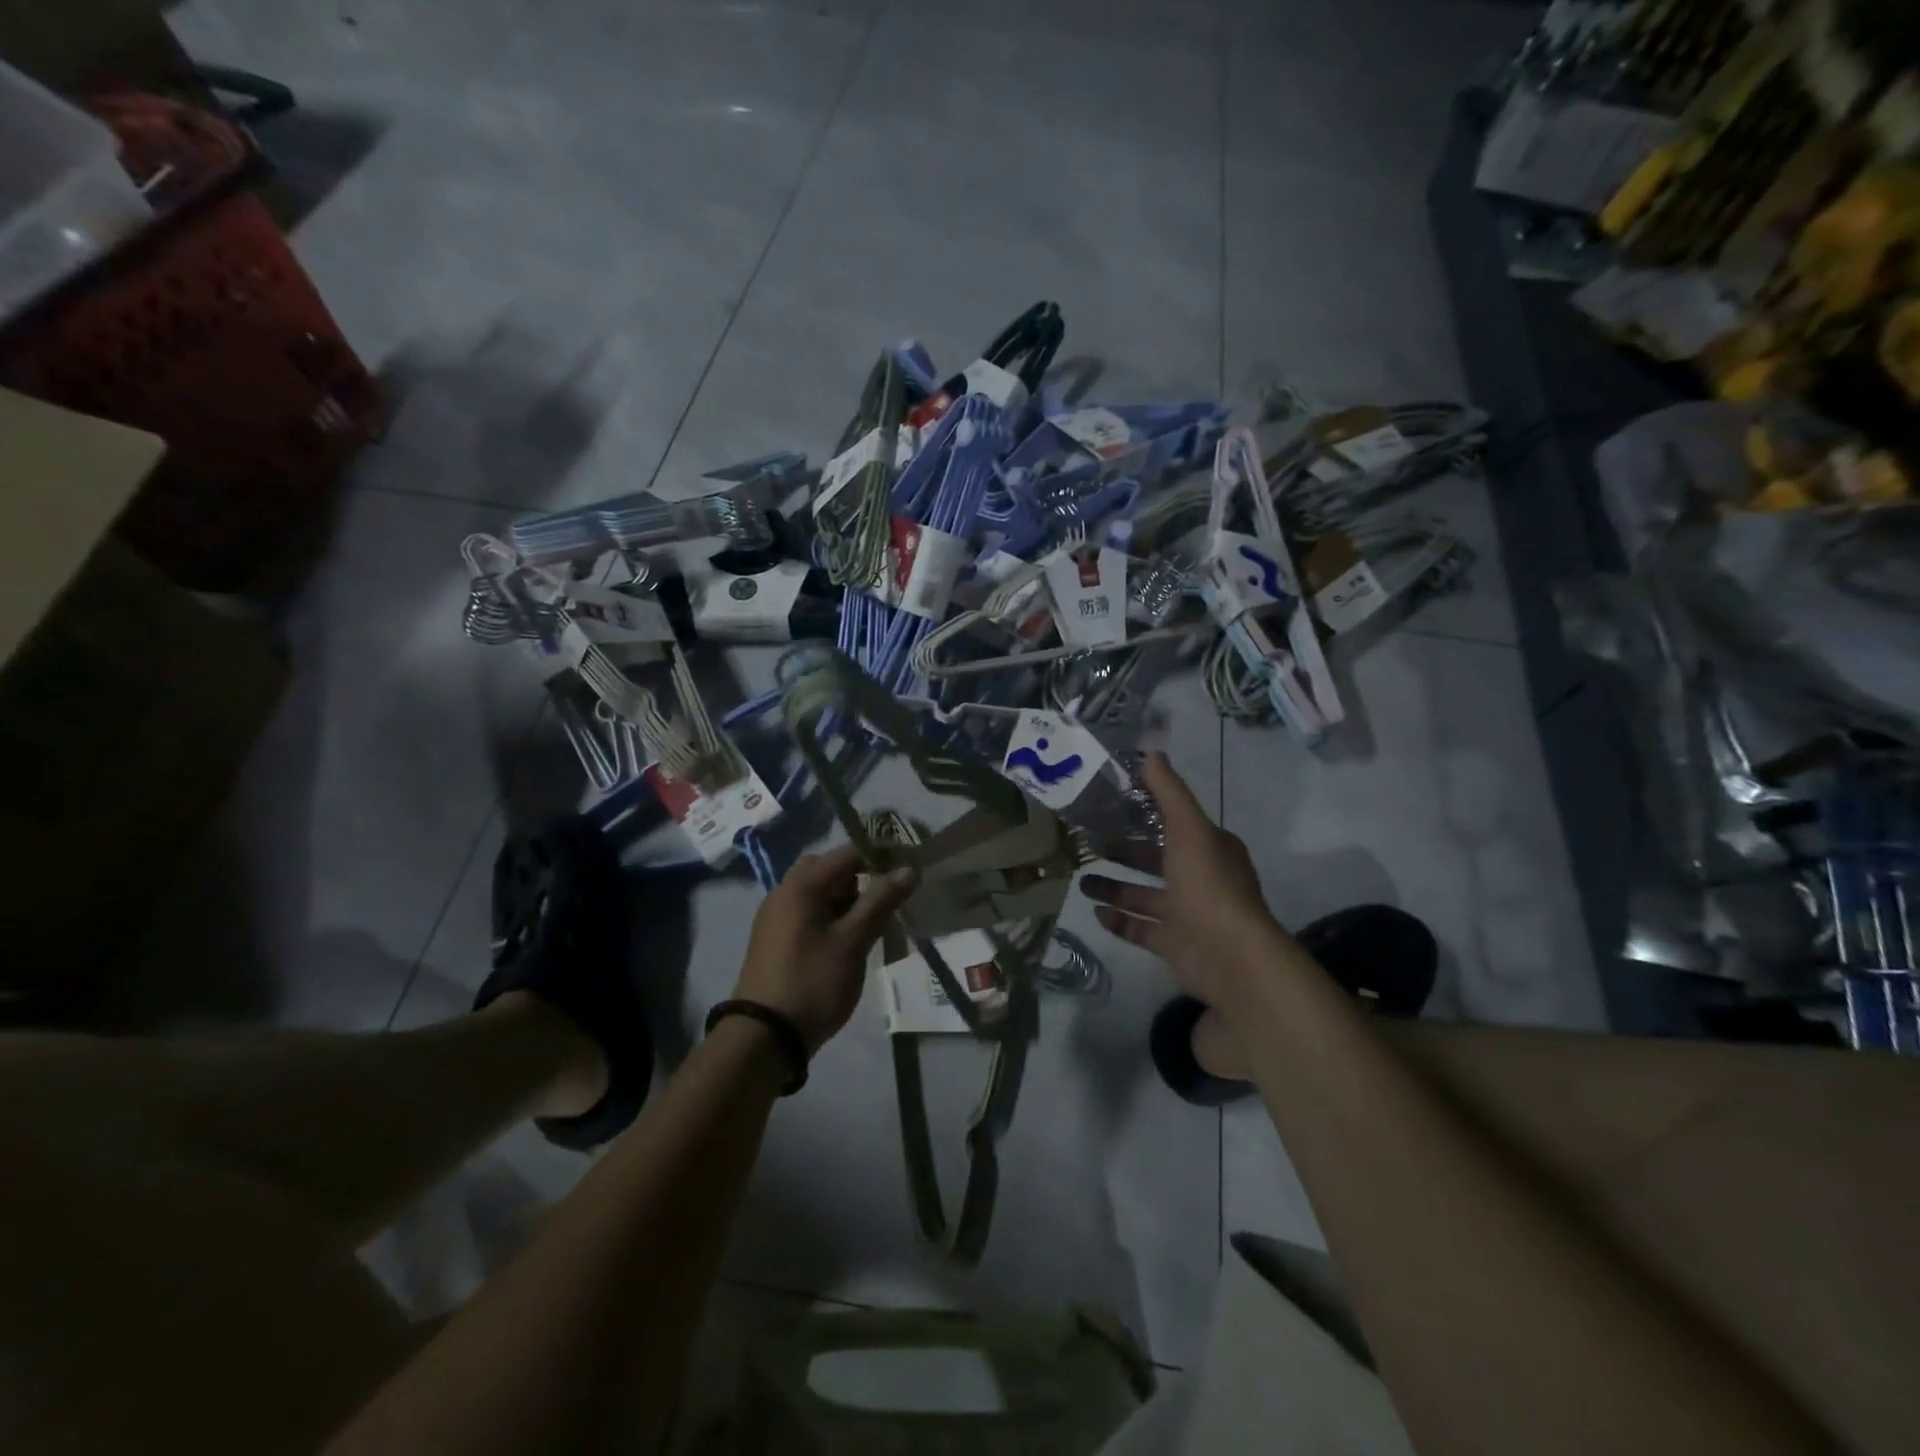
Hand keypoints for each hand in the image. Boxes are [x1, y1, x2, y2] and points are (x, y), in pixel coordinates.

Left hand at [734, 846, 916, 1055]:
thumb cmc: (812, 982)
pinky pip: (810, 914)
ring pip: (820, 894)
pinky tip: (850, 943)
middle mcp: (784, 892)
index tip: (908, 871)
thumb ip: (881, 901)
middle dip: (862, 880)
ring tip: (874, 926)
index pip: (848, 852)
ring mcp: (777, 917)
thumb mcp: (853, 941)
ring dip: (849, 901)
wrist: (764, 1038)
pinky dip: (833, 918)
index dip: (881, 857)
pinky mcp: (777, 940)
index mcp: (801, 885)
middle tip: (887, 902)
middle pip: (831, 871)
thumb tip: (909, 869)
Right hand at [1081, 753, 1293, 1009]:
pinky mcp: (1174, 944)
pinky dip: (1119, 920)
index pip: (1175, 823)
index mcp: (1210, 848)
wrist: (1230, 956)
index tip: (1111, 804)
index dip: (1146, 813)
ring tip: (1081, 880)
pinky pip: (1141, 929)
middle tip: (1088, 843)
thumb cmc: (1209, 885)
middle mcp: (1201, 879)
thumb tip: (1151, 751)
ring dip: (1114, 888)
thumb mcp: (1189, 828)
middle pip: (1156, 860)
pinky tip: (1095, 912)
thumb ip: (1169, 792)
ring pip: (1144, 896)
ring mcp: (1187, 914)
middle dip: (1125, 852)